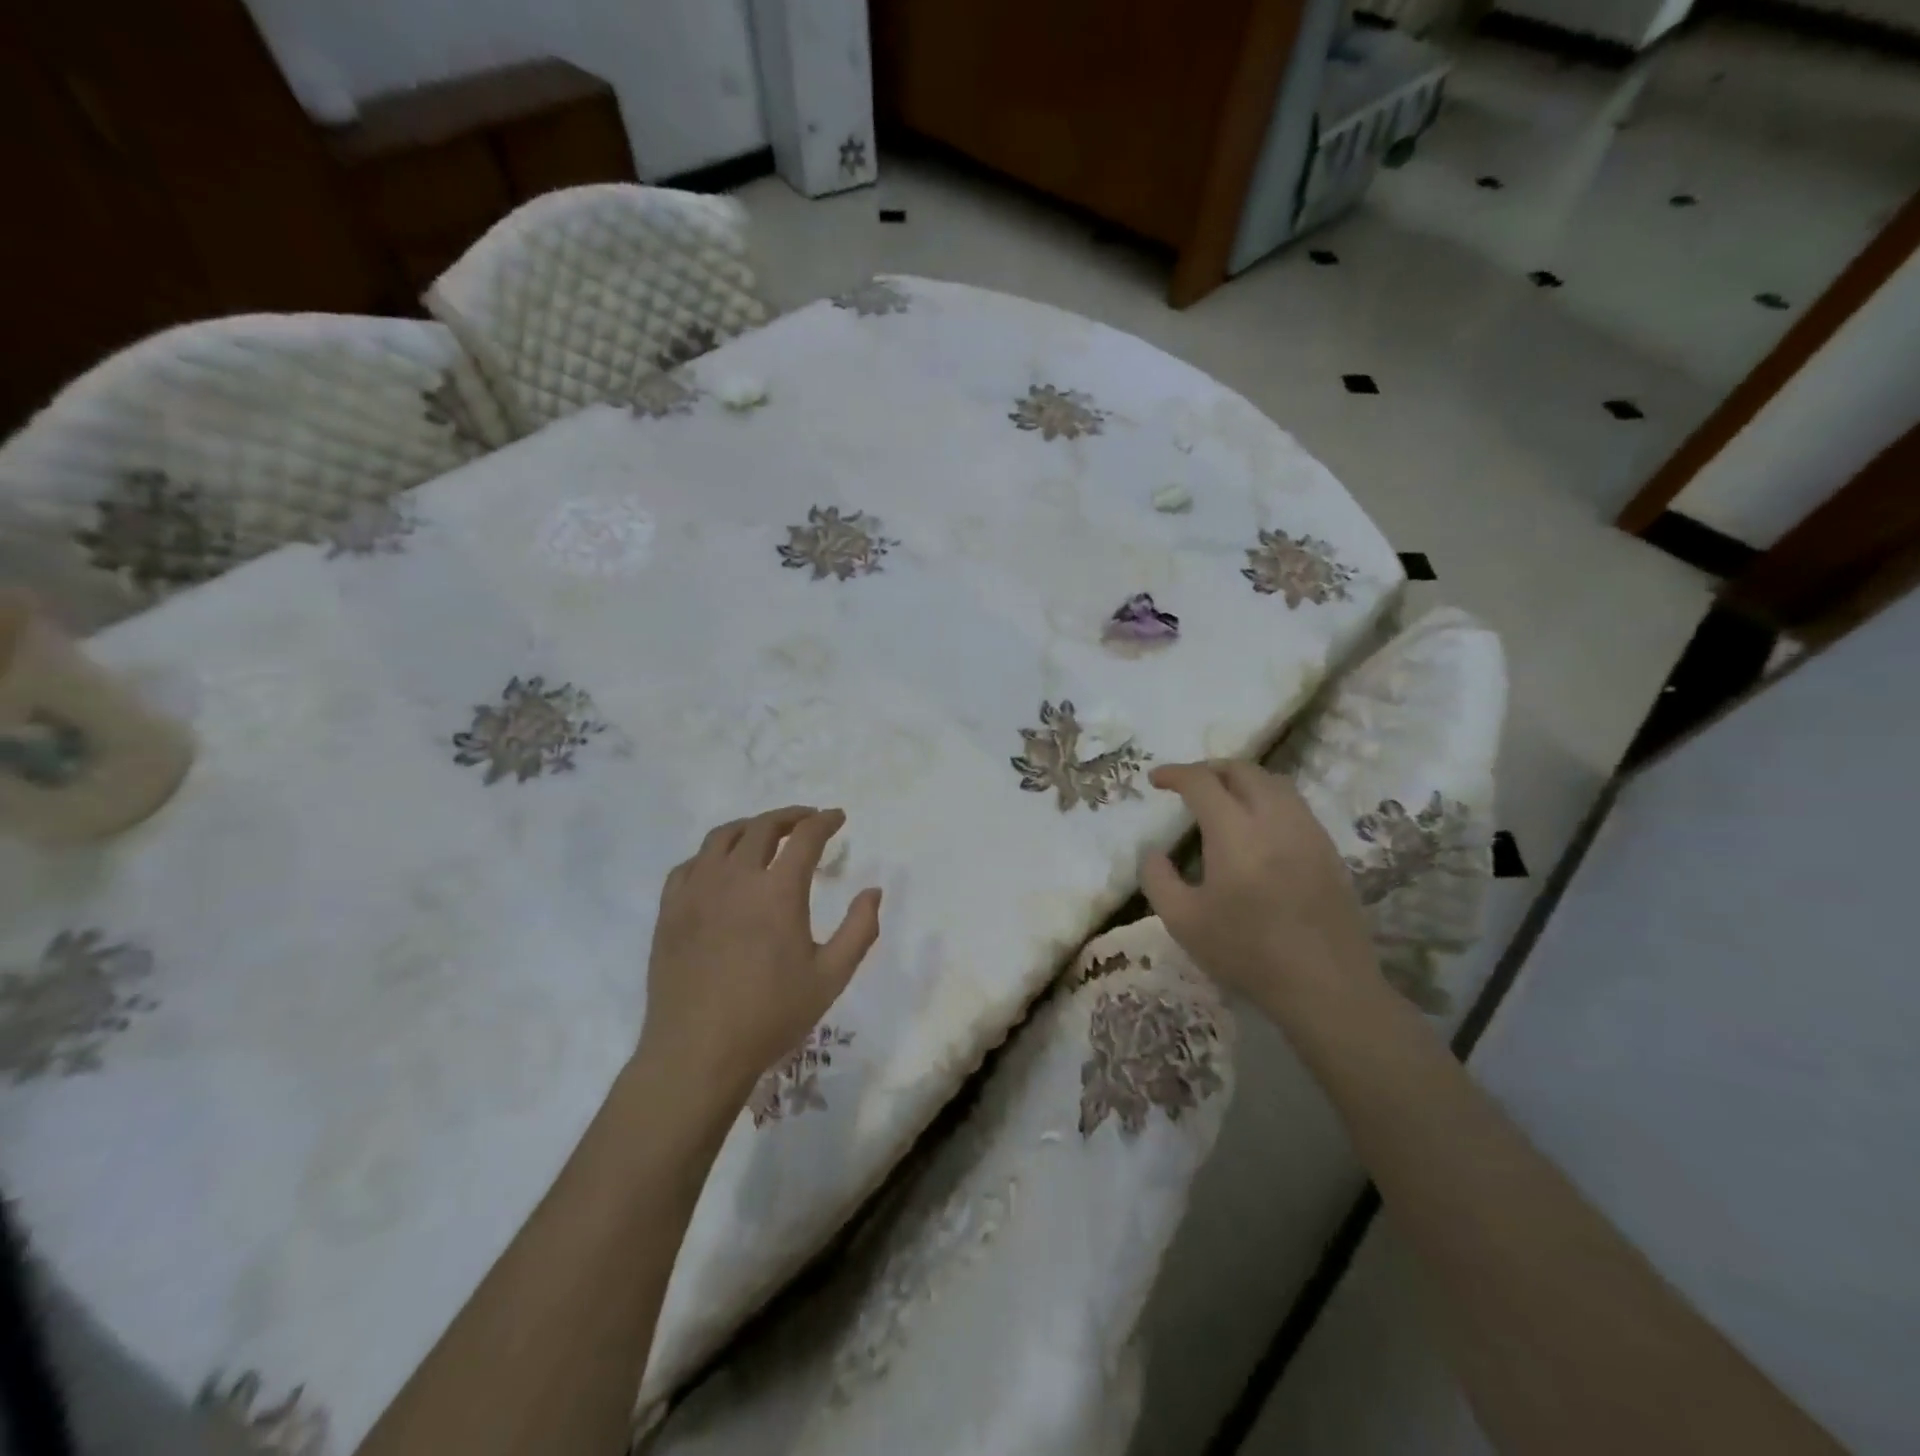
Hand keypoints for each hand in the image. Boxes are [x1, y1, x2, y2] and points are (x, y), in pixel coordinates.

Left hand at [640, 806, 881, 1113]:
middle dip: (790, 816)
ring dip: (750, 827)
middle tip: (807, 821)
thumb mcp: (831, 977)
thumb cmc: (770, 1016)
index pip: (805, 837)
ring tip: (765, 834)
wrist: (697, 1052)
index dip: (825, 821)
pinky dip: (712, 854)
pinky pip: (690, 864)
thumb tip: (873, 891)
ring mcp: (696, 891)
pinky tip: (720, 868)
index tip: (838, 817)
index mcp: (778, 891)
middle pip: (762, 827)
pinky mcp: (670, 910)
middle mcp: (735, 878)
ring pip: (722, 837)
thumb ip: (860, 929)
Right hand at [1141, 761, 1375, 1017]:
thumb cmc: (1247, 952)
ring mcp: (1308, 831)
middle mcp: (1274, 819)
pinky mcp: (1328, 850)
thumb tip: (1152, 852)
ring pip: (1274, 783)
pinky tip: (1258, 827)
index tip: (1156, 780)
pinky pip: (1294, 805)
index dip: (1175, 774)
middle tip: (1188, 784)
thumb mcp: (1183, 921)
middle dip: (1210, 768)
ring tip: (1223, 798)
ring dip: (1242, 780)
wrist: (1326, 985)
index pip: (1202, 782)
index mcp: (1235, 832)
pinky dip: (1268, 799)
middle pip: (1243, 770)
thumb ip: (1157, 879)